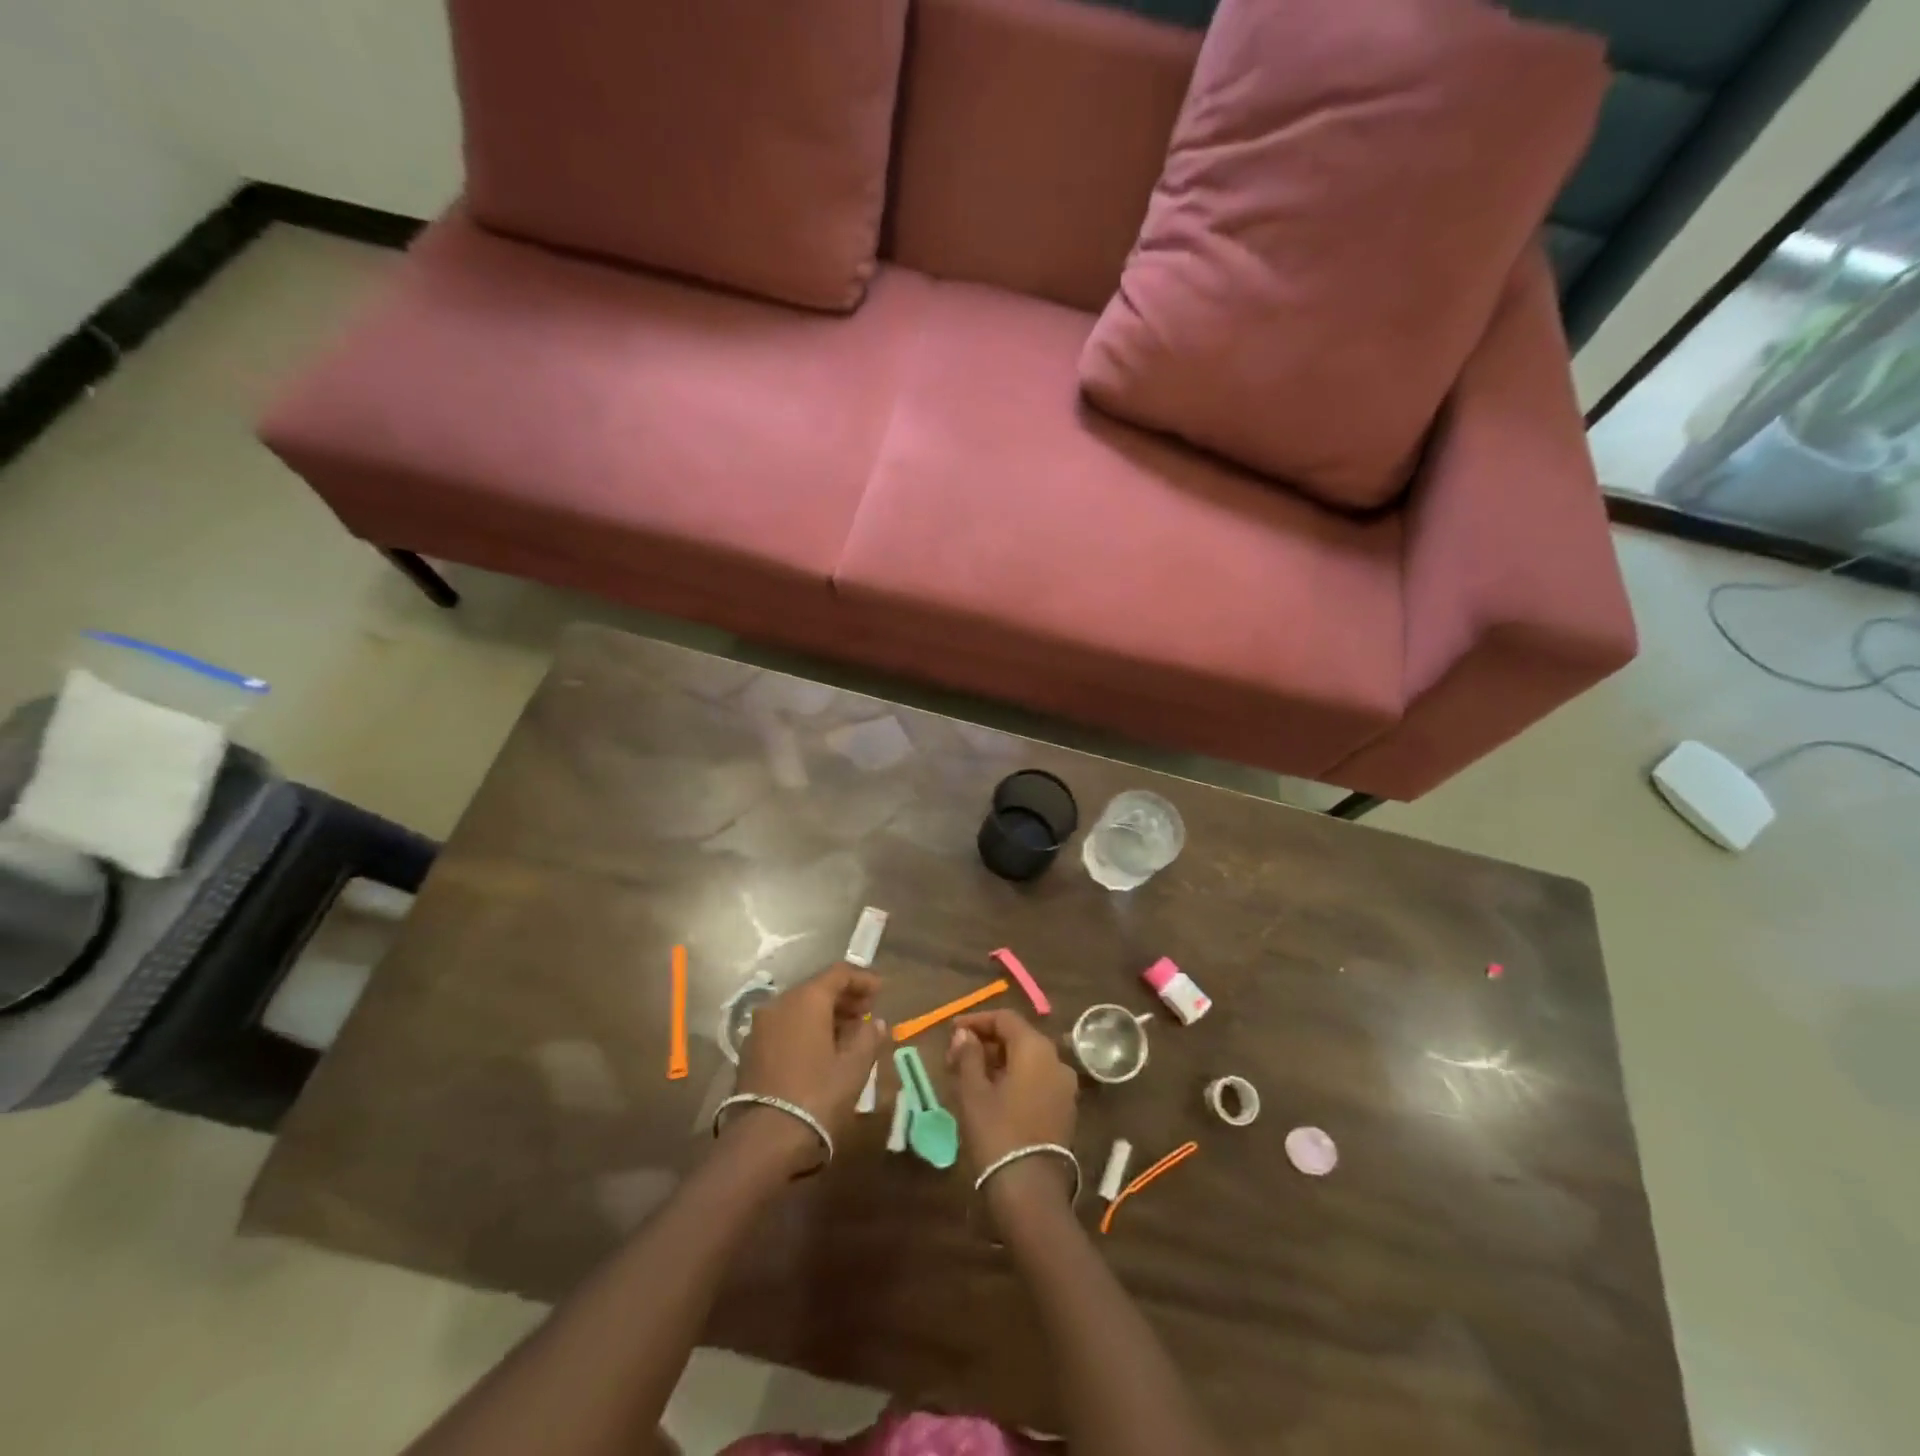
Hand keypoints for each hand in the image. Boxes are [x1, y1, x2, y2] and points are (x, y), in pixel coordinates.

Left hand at [731, 964, 886, 1173]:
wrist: (764, 1140)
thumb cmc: (817, 1096)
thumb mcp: (853, 1066)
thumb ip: (868, 1037)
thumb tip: (875, 1022)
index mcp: (806, 999)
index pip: (838, 973)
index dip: (863, 978)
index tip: (881, 991)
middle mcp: (779, 1004)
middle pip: (817, 988)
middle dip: (845, 997)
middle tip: (867, 1012)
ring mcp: (761, 1027)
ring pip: (799, 1008)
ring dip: (826, 1014)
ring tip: (849, 1033)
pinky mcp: (751, 1050)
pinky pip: (785, 1026)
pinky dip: (806, 1029)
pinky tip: (822, 1050)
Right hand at [948, 1010, 1077, 1205]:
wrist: (1030, 1191)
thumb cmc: (997, 1133)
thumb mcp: (973, 1092)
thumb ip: (968, 1056)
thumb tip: (963, 1034)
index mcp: (1035, 1048)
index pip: (1005, 1019)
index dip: (976, 1021)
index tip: (952, 1031)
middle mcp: (1056, 1060)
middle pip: (1018, 1038)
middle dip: (986, 1043)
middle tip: (956, 1056)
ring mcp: (1064, 1086)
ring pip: (1028, 1060)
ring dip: (999, 1062)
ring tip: (969, 1076)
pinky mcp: (1065, 1109)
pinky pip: (1037, 1080)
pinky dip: (1015, 1079)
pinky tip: (992, 1094)